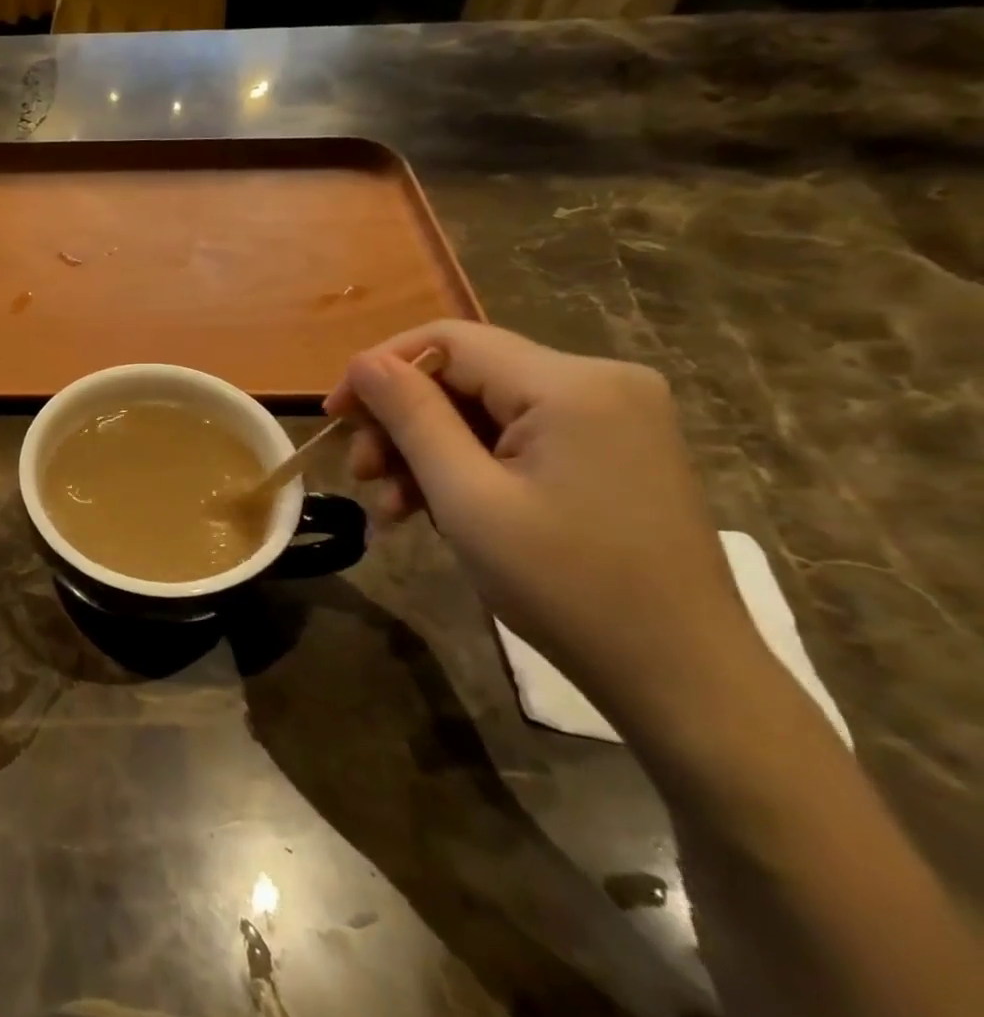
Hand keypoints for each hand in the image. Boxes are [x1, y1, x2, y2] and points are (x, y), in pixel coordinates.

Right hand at [329, 321, 764, 724]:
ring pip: (486, 409)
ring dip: (428, 451)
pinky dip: (468, 466)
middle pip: (466, 375)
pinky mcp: (611, 450)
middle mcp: (599, 381)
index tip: (333, 417)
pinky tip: (434, 509)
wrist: (681, 675)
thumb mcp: (467, 498)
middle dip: (402, 422)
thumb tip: (363, 361)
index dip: (380, 369)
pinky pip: (517, 437)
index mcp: (571, 383)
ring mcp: (612, 416)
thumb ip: (411, 417)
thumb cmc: (564, 585)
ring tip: (391, 507)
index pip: (449, 340)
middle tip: (362, 476)